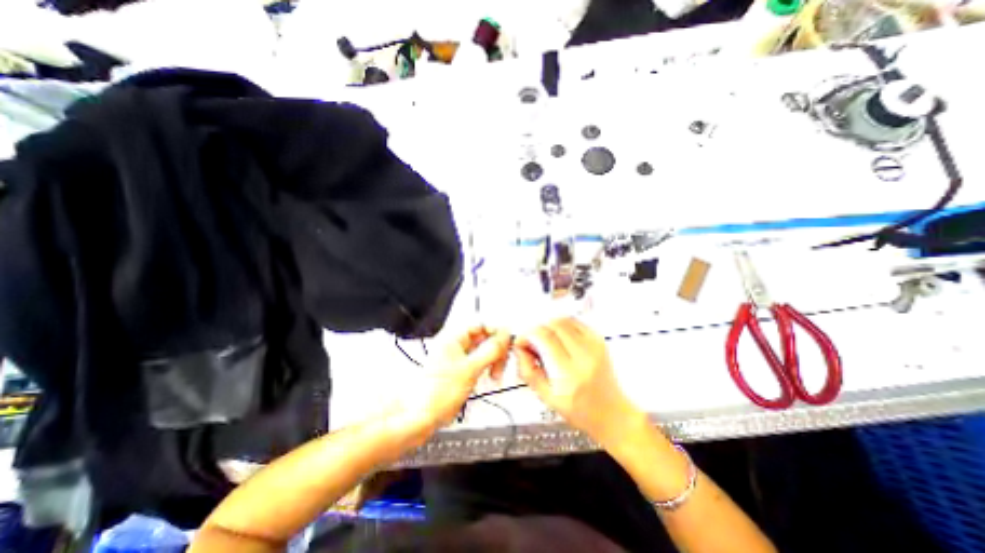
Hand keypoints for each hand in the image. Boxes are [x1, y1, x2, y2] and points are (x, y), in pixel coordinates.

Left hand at [396, 327, 510, 432]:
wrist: (422, 417)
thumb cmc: (441, 391)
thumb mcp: (470, 369)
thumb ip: (491, 350)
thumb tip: (505, 334)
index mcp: (454, 337)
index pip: (480, 324)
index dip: (495, 331)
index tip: (506, 344)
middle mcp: (457, 343)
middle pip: (484, 337)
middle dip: (496, 349)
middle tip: (502, 363)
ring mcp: (460, 356)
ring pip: (484, 350)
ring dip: (494, 360)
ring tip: (496, 376)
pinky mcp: (462, 369)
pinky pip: (480, 362)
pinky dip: (488, 368)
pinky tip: (491, 378)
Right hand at [512, 317, 642, 446]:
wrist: (612, 413)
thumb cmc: (580, 411)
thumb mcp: (548, 398)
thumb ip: (529, 372)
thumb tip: (520, 349)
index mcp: (570, 374)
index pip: (545, 339)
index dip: (528, 335)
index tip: (521, 341)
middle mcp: (584, 356)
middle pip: (554, 325)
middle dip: (537, 329)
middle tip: (532, 341)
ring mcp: (594, 346)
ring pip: (565, 320)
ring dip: (549, 325)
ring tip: (545, 340)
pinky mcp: (599, 341)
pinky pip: (576, 322)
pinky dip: (562, 325)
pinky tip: (559, 337)